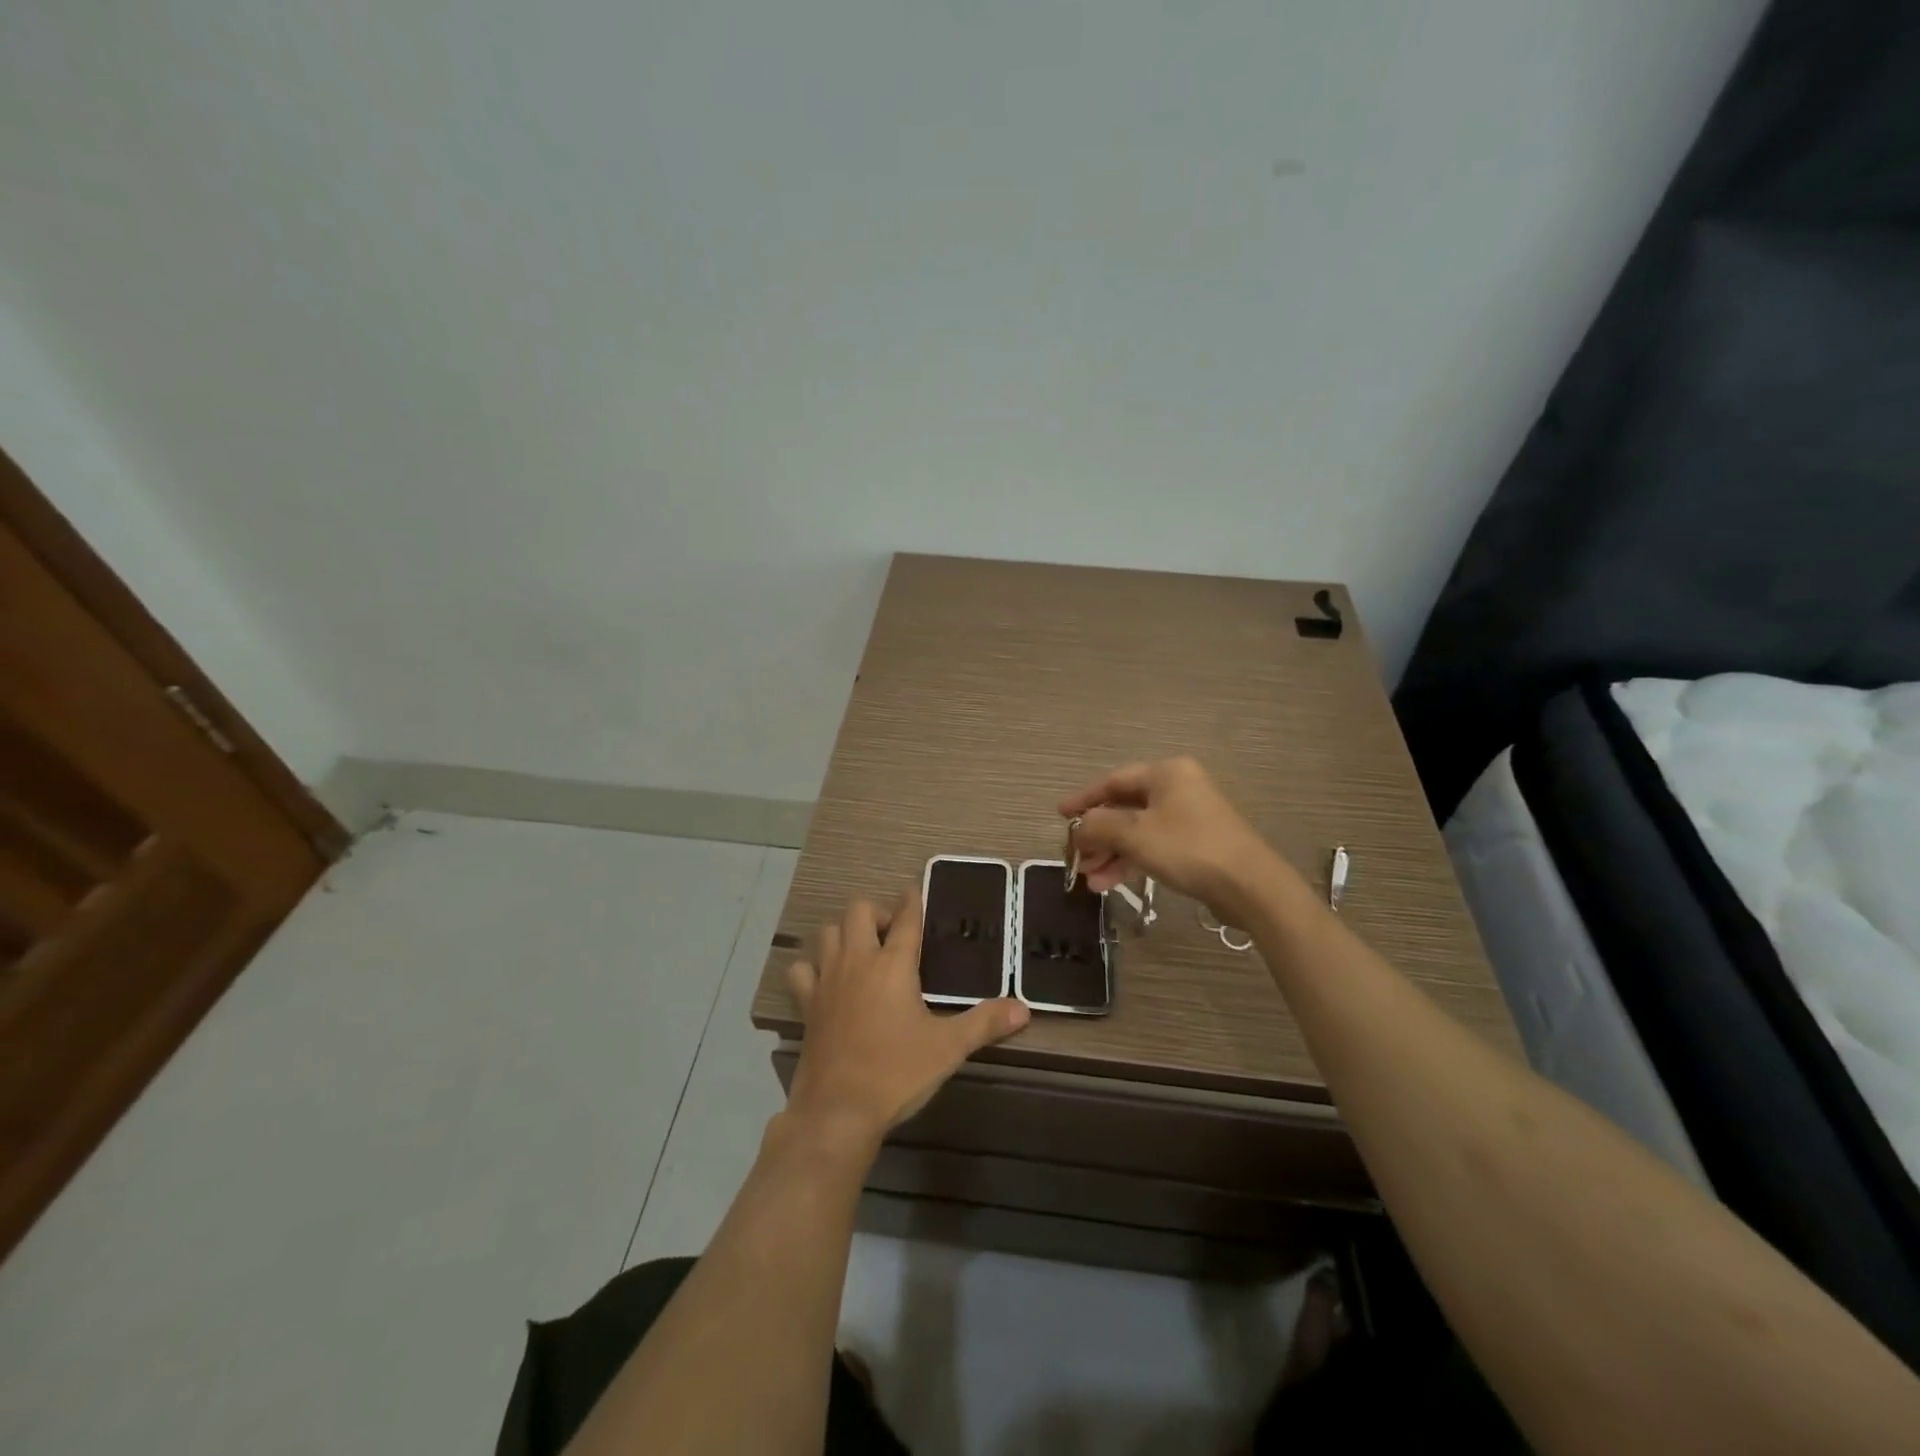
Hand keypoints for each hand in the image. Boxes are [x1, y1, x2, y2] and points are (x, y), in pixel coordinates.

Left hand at [785, 887, 1029, 1144]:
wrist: (838, 1111)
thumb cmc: (897, 1072)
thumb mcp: (949, 1048)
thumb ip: (985, 1023)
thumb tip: (1024, 1009)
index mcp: (894, 964)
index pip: (905, 918)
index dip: (912, 900)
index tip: (915, 891)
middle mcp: (858, 961)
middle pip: (858, 910)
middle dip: (876, 913)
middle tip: (892, 936)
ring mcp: (827, 980)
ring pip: (827, 933)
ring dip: (844, 934)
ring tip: (862, 953)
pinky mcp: (807, 1003)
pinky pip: (802, 970)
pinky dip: (812, 967)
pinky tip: (826, 981)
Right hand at [1061, 757, 1278, 924]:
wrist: (1249, 886)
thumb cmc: (1188, 848)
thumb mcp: (1135, 834)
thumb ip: (1099, 826)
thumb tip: (1078, 828)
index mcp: (1165, 773)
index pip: (1112, 781)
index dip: (1083, 799)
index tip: (1060, 815)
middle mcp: (1178, 788)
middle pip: (1124, 808)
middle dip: (1098, 836)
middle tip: (1076, 859)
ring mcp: (1190, 816)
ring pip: (1138, 830)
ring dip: (1112, 853)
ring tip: (1092, 881)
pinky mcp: (1197, 843)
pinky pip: (1154, 845)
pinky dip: (1132, 860)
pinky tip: (1112, 882)